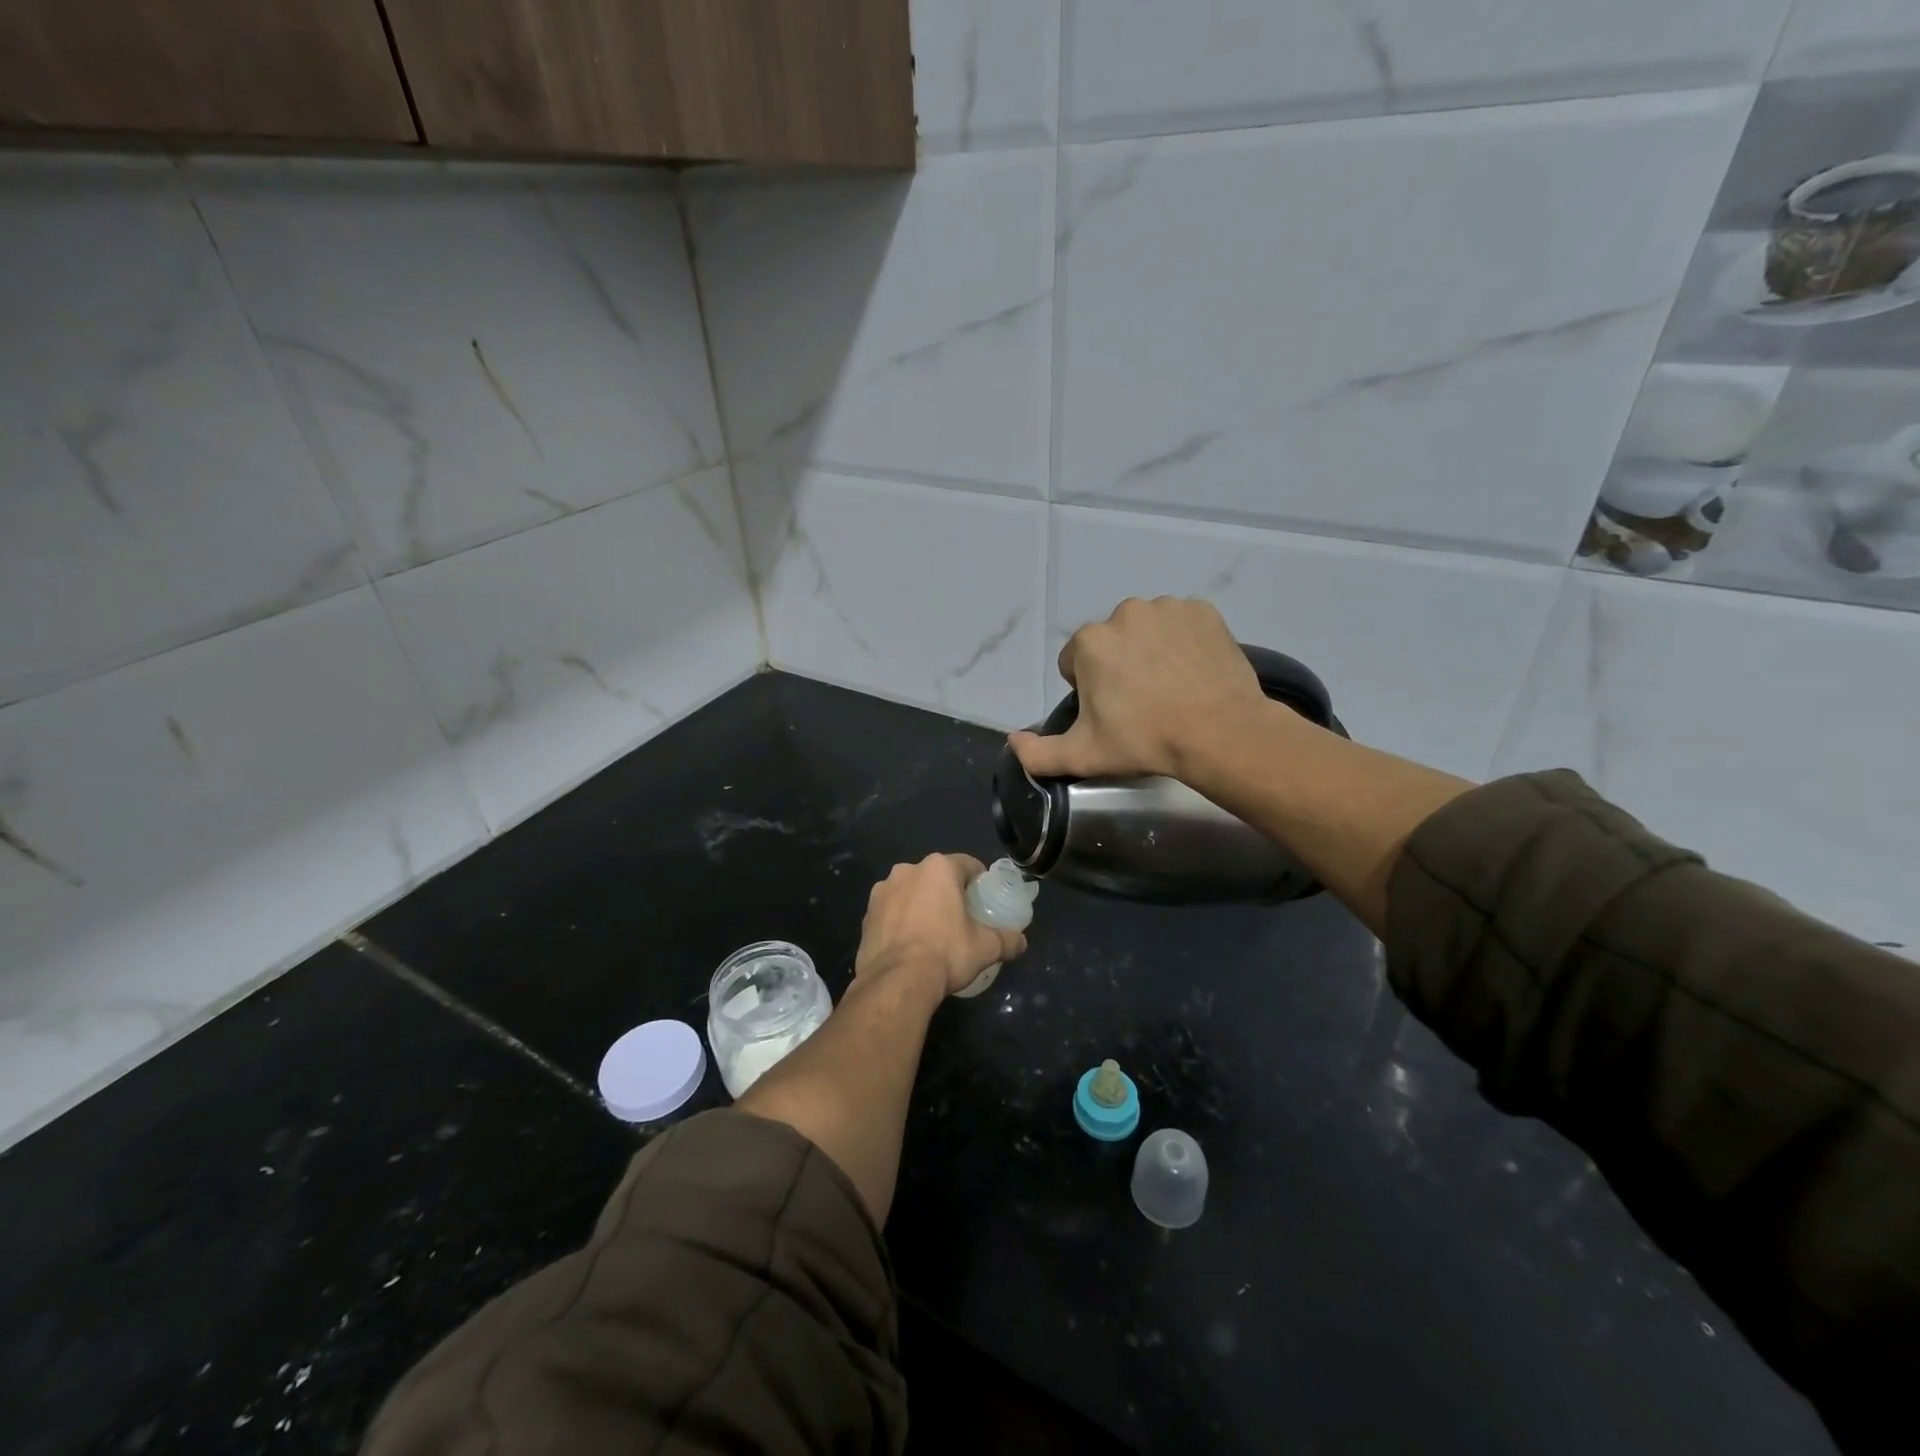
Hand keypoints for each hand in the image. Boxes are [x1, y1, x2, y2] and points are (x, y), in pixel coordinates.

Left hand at [855, 854, 1026, 997]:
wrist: (896, 981)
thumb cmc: (945, 953)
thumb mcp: (985, 948)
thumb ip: (1006, 940)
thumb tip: (1021, 942)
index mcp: (938, 869)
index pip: (967, 864)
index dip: (979, 880)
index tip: (984, 899)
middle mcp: (908, 870)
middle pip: (936, 876)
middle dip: (947, 892)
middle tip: (960, 917)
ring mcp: (882, 891)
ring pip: (910, 891)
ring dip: (921, 904)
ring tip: (932, 932)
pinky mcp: (866, 914)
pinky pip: (891, 911)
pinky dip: (900, 920)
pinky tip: (909, 943)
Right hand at [1009, 596, 1268, 780]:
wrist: (1220, 733)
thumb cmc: (1145, 741)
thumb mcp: (1083, 756)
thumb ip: (1038, 753)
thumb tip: (1013, 741)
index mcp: (1090, 642)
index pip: (1075, 663)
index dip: (1089, 690)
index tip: (1112, 713)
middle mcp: (1125, 613)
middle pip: (1111, 642)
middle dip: (1119, 666)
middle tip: (1142, 704)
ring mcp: (1168, 608)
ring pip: (1147, 630)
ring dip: (1151, 651)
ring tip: (1171, 688)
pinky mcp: (1203, 611)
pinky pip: (1182, 624)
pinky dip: (1184, 642)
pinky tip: (1193, 672)